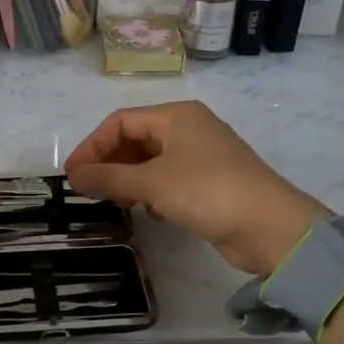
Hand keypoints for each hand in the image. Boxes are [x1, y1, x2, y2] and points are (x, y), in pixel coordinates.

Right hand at [64, 102, 328, 274]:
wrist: (271, 227)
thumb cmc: (208, 191)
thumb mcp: (153, 183)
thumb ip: (110, 178)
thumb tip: (74, 175)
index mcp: (176, 116)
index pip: (121, 122)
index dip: (92, 146)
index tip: (72, 175)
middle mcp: (188, 129)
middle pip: (136, 139)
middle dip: (109, 163)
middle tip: (88, 191)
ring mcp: (201, 156)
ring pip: (151, 161)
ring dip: (128, 179)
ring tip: (114, 202)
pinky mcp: (209, 183)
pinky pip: (168, 180)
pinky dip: (150, 192)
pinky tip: (146, 211)